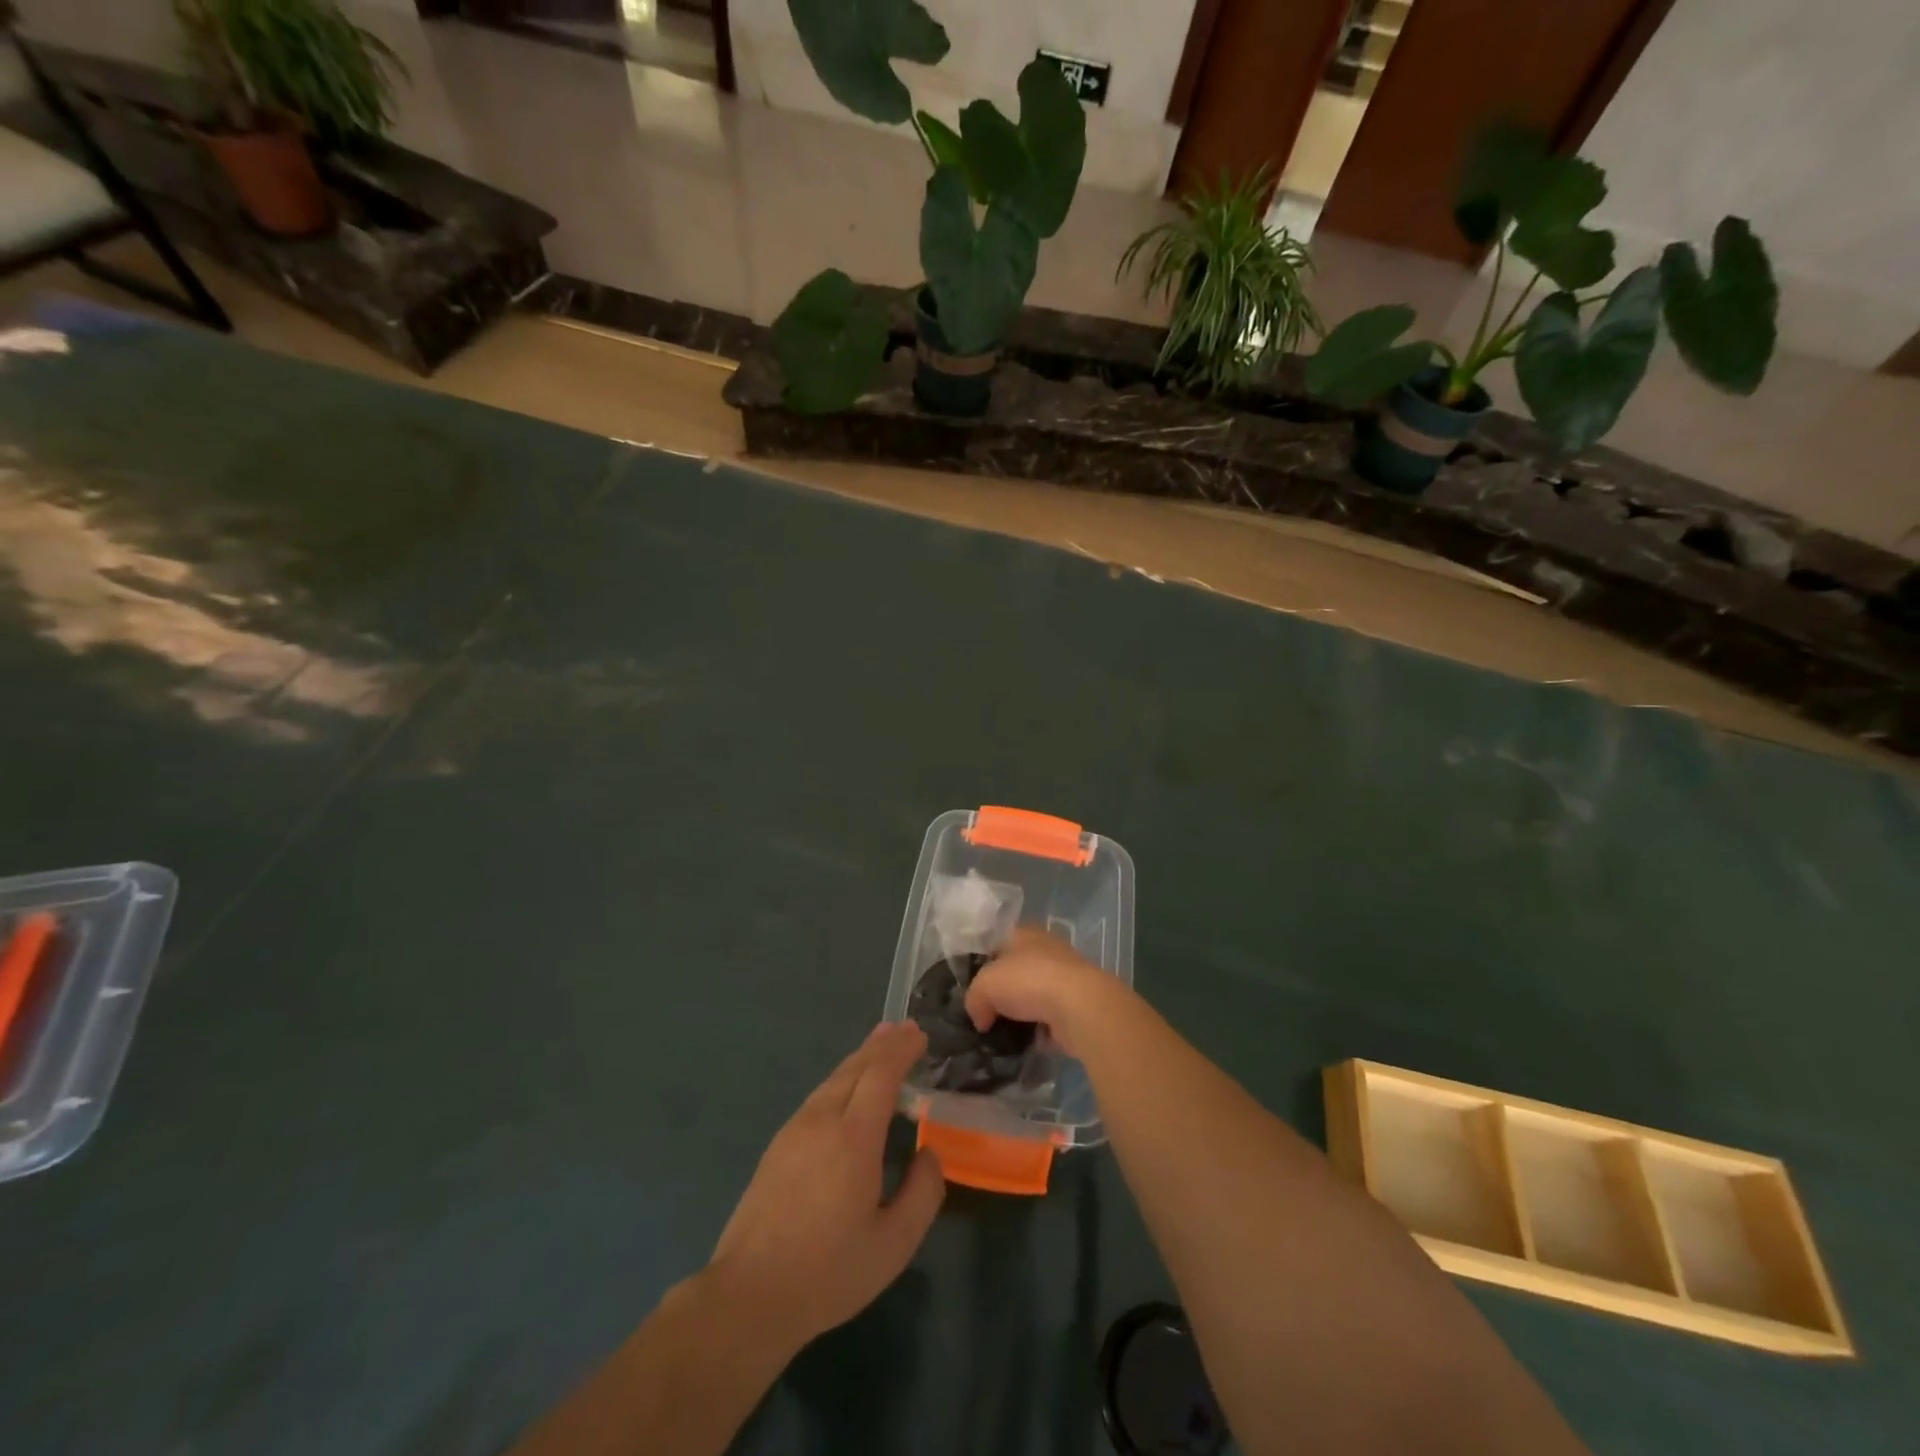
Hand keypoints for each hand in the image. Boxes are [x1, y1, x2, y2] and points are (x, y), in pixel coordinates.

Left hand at [707, 1022, 944, 1351]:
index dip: (902, 1050)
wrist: (749, 1296)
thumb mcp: (893, 1244)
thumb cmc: (828, 1272)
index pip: (881, 1074)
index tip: (921, 1034)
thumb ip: (922, 1193)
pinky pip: (818, 1096)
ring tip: (879, 1044)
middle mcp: (823, 1120)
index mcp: (854, 1137)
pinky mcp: (778, 1145)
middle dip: (883, 1045)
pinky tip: (846, 1088)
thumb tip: (929, 1153)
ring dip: (860, 1058)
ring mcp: (795, 1130)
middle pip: (856, 1067)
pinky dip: (841, 1078)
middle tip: (906, 1029)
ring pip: (833, 1079)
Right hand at [965, 927, 1124, 1058]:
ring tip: (1000, 1035)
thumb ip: (974, 998)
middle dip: (1002, 993)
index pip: (998, 943)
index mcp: (1025, 934)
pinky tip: (1023, 1046)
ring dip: (1020, 1015)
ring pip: (1033, 997)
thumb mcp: (985, 984)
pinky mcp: (1076, 1007)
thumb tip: (980, 1018)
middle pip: (1016, 972)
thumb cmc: (1028, 981)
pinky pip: (1048, 1020)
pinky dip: (1037, 1032)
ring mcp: (1064, 979)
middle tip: (983, 1015)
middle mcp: (1046, 951)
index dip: (983, 964)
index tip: (972, 988)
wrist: (1079, 1007)